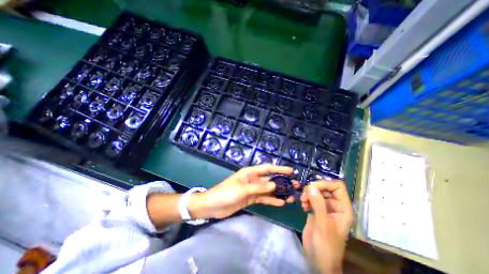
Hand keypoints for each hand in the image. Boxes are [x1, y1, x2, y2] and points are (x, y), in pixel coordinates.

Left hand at [188, 163, 291, 218]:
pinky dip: (271, 201)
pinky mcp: (251, 198)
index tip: (291, 171)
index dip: (279, 169)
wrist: (212, 206)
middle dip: (282, 182)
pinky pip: (263, 198)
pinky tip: (281, 203)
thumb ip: (259, 188)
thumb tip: (274, 186)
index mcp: (250, 172)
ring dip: (278, 193)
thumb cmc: (226, 192)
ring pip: (268, 190)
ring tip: (291, 197)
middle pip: (270, 180)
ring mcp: (252, 189)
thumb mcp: (243, 189)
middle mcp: (253, 179)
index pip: (267, 168)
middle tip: (295, 185)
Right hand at [300, 181, 353, 272]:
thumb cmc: (326, 245)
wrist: (318, 260)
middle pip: (325, 187)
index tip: (312, 187)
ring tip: (303, 201)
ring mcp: (324, 207)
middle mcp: (334, 205)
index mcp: (342, 207)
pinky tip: (303, 206)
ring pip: (316, 192)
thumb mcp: (323, 224)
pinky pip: (310, 198)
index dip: (326, 184)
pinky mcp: (315, 210)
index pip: (337, 186)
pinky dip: (306, 199)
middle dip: (314, 189)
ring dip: (308, 194)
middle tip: (305, 194)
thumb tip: (310, 186)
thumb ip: (318, 204)